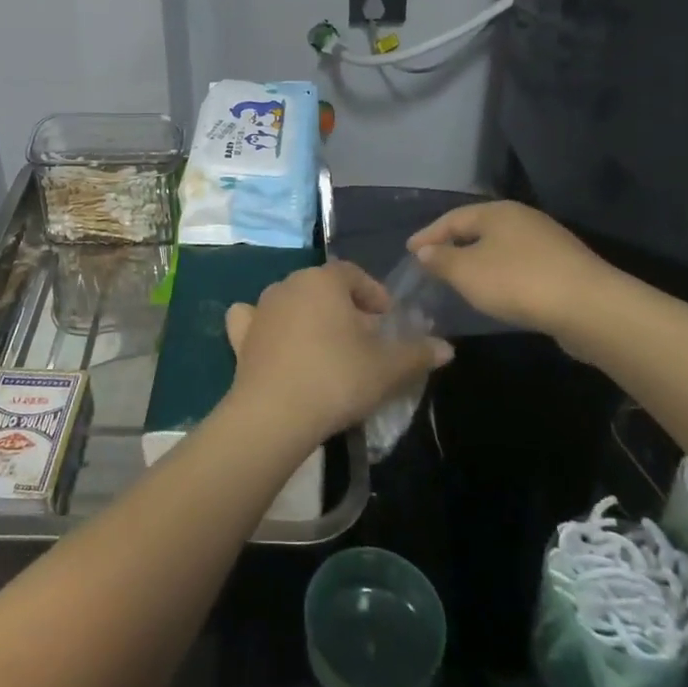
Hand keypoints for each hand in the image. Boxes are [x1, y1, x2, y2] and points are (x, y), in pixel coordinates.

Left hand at [225, 260, 454, 446]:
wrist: (275, 413)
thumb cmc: (337, 378)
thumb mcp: (387, 368)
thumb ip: (417, 353)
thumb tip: (446, 348)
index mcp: (324, 280)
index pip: (354, 274)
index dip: (374, 293)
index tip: (388, 319)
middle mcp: (290, 284)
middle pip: (323, 288)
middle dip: (344, 307)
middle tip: (363, 339)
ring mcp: (261, 307)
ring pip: (292, 302)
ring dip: (310, 317)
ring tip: (327, 348)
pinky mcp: (241, 335)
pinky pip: (254, 319)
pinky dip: (265, 326)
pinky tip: (275, 343)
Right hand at [407, 201, 619, 348]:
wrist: (590, 307)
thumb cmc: (517, 281)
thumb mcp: (467, 272)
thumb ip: (441, 260)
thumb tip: (426, 251)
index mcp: (496, 212)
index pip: (452, 218)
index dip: (428, 235)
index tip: (409, 250)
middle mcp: (522, 219)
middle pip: (479, 229)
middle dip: (454, 244)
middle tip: (432, 261)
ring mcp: (547, 242)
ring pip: (501, 247)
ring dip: (478, 260)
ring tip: (461, 277)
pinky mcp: (564, 267)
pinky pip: (520, 265)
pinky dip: (501, 274)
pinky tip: (497, 291)